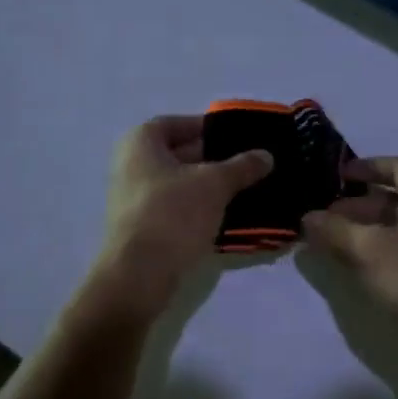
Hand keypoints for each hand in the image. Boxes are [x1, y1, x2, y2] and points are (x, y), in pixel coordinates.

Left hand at [93, 116, 273, 319]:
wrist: (139, 275)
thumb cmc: (173, 213)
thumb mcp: (215, 184)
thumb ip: (242, 166)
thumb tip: (266, 155)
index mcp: (141, 142)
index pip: (178, 123)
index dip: (208, 127)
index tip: (237, 138)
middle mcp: (131, 165)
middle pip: (179, 153)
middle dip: (214, 158)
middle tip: (249, 165)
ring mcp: (134, 198)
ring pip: (180, 184)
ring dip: (209, 186)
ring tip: (246, 190)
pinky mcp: (142, 227)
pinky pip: (176, 208)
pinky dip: (199, 209)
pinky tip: (228, 216)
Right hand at [301, 157, 397, 364]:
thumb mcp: (371, 249)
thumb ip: (336, 231)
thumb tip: (308, 217)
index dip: (369, 166)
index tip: (340, 175)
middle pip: (395, 199)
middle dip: (358, 204)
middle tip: (326, 217)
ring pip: (396, 230)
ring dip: (364, 231)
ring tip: (332, 243)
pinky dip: (376, 254)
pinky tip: (356, 269)